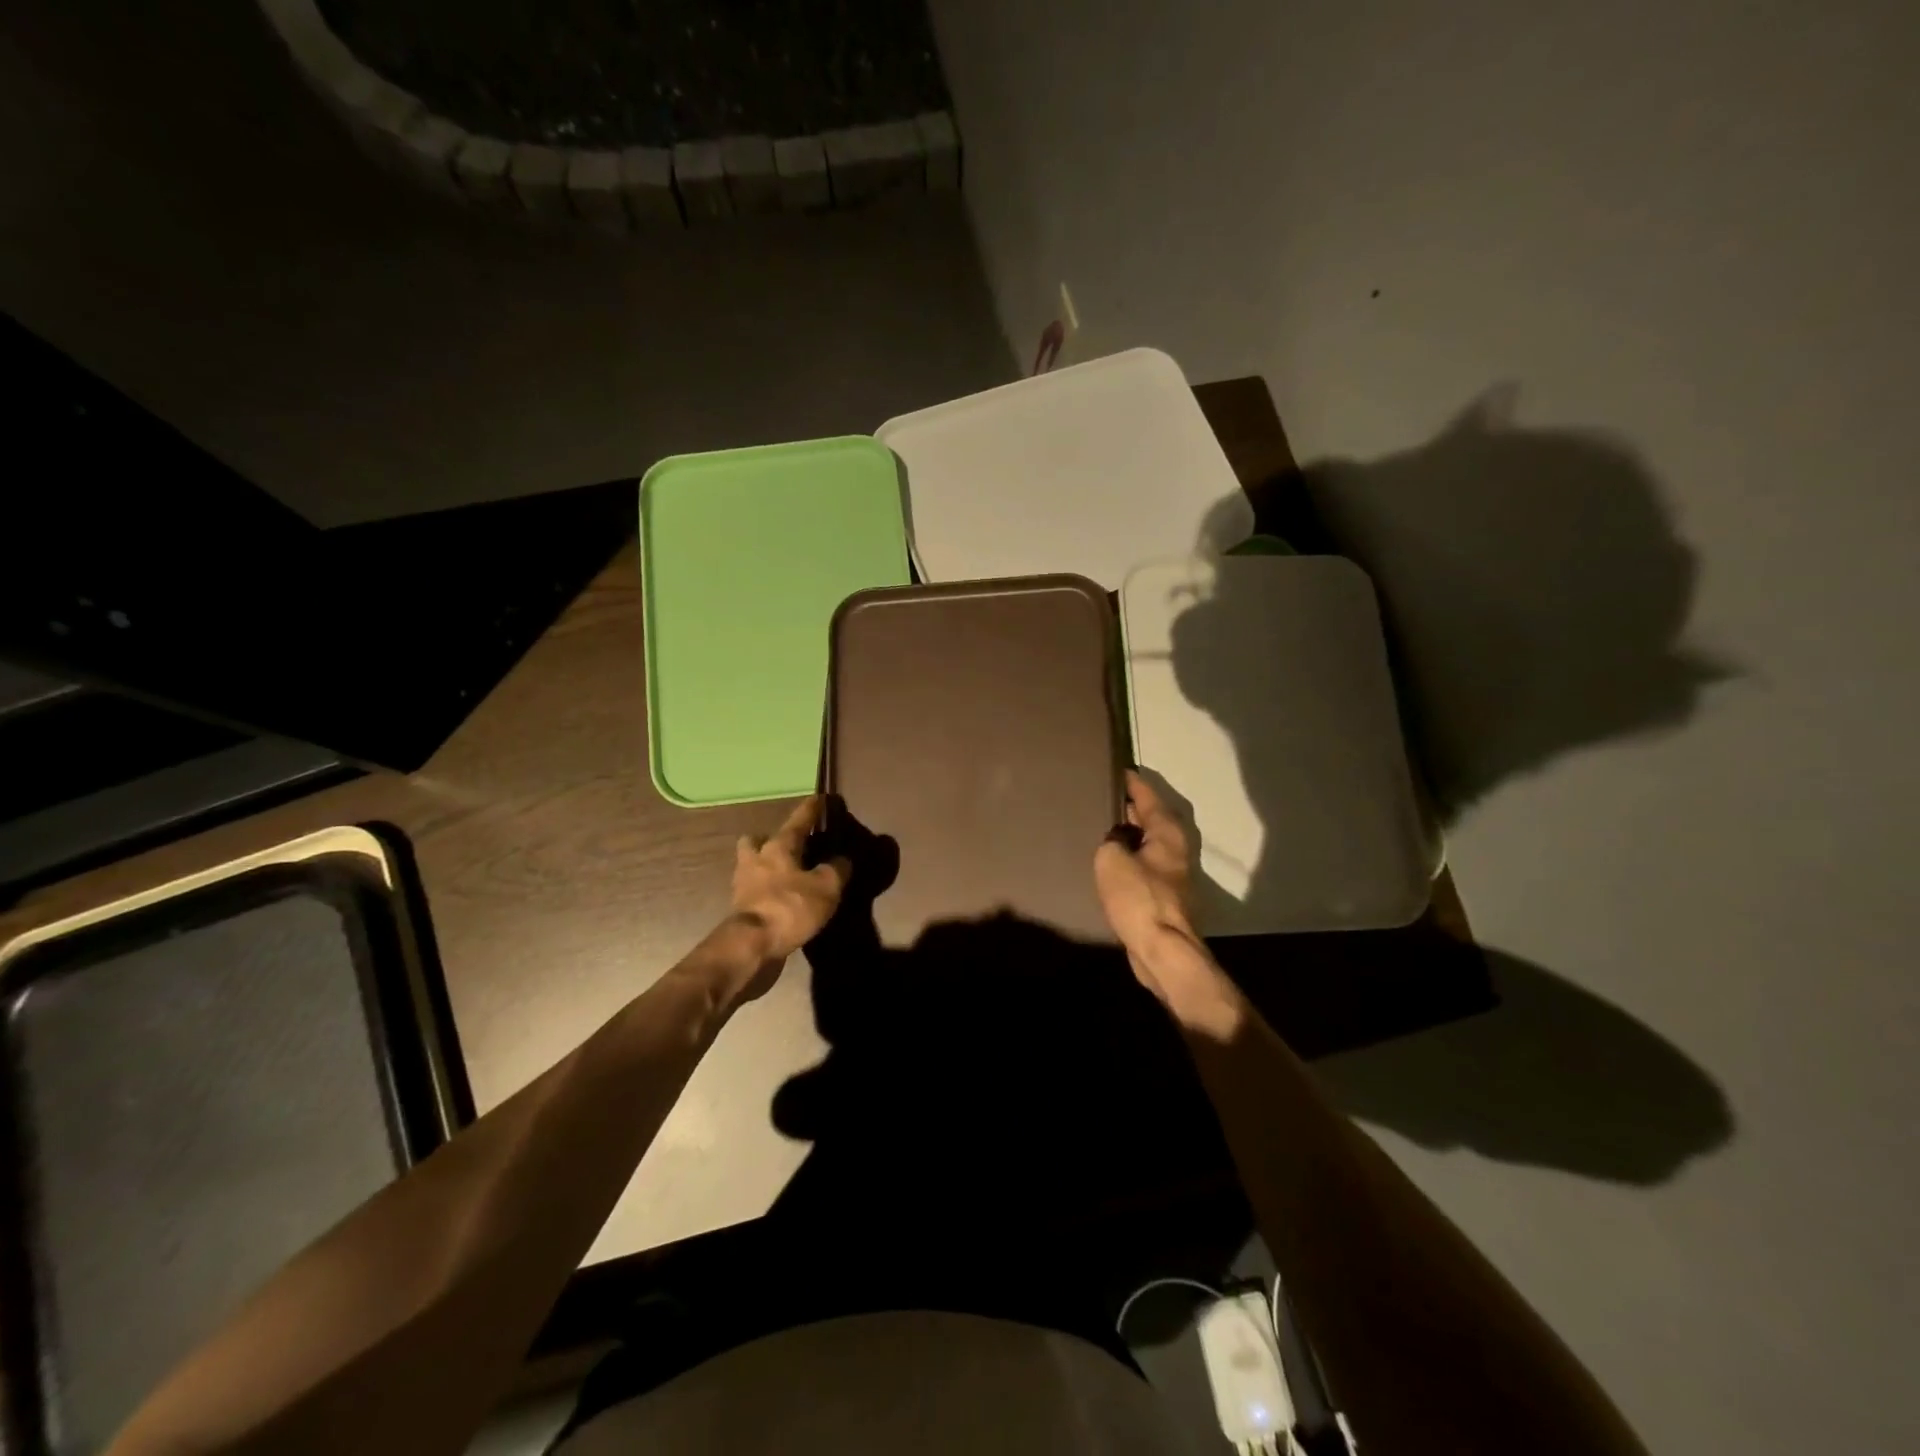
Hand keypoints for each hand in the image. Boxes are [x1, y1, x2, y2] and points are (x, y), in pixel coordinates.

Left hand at [732, 796, 850, 963]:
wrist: (751, 946)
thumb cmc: (790, 907)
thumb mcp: (826, 887)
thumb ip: (837, 869)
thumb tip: (843, 860)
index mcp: (778, 847)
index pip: (798, 820)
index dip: (812, 809)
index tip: (820, 797)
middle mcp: (756, 859)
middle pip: (757, 840)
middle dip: (768, 839)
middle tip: (786, 845)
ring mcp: (743, 884)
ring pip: (750, 864)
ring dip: (763, 865)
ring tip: (783, 875)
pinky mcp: (740, 909)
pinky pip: (752, 890)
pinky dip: (764, 891)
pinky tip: (778, 899)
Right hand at [1094, 771, 1194, 946]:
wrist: (1162, 950)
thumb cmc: (1139, 897)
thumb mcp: (1111, 859)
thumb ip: (1110, 841)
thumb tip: (1115, 841)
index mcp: (1167, 832)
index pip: (1148, 795)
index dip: (1132, 782)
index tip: (1116, 770)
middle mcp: (1176, 847)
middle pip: (1151, 818)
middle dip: (1130, 807)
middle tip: (1102, 796)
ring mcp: (1174, 873)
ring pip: (1148, 843)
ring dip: (1129, 834)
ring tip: (1100, 826)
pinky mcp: (1165, 895)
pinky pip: (1144, 865)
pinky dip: (1129, 858)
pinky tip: (1109, 862)